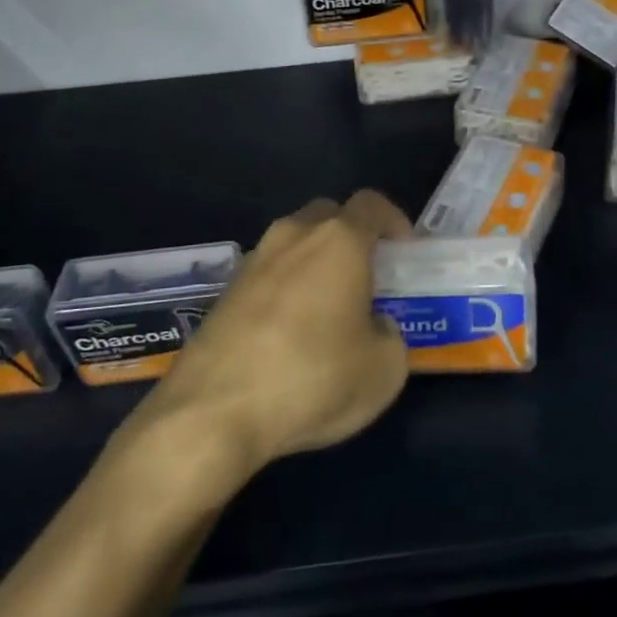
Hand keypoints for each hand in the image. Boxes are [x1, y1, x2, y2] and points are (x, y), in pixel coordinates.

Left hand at [142, 190, 412, 483]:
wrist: (213, 413)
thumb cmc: (313, 379)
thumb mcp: (384, 370)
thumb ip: (391, 335)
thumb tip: (374, 327)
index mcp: (339, 241)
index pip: (372, 204)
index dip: (394, 221)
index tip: (404, 253)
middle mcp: (293, 237)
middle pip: (329, 216)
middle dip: (352, 238)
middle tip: (367, 279)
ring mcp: (252, 261)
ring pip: (294, 244)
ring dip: (315, 264)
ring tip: (326, 312)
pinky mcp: (223, 292)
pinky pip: (268, 275)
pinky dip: (285, 290)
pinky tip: (288, 335)